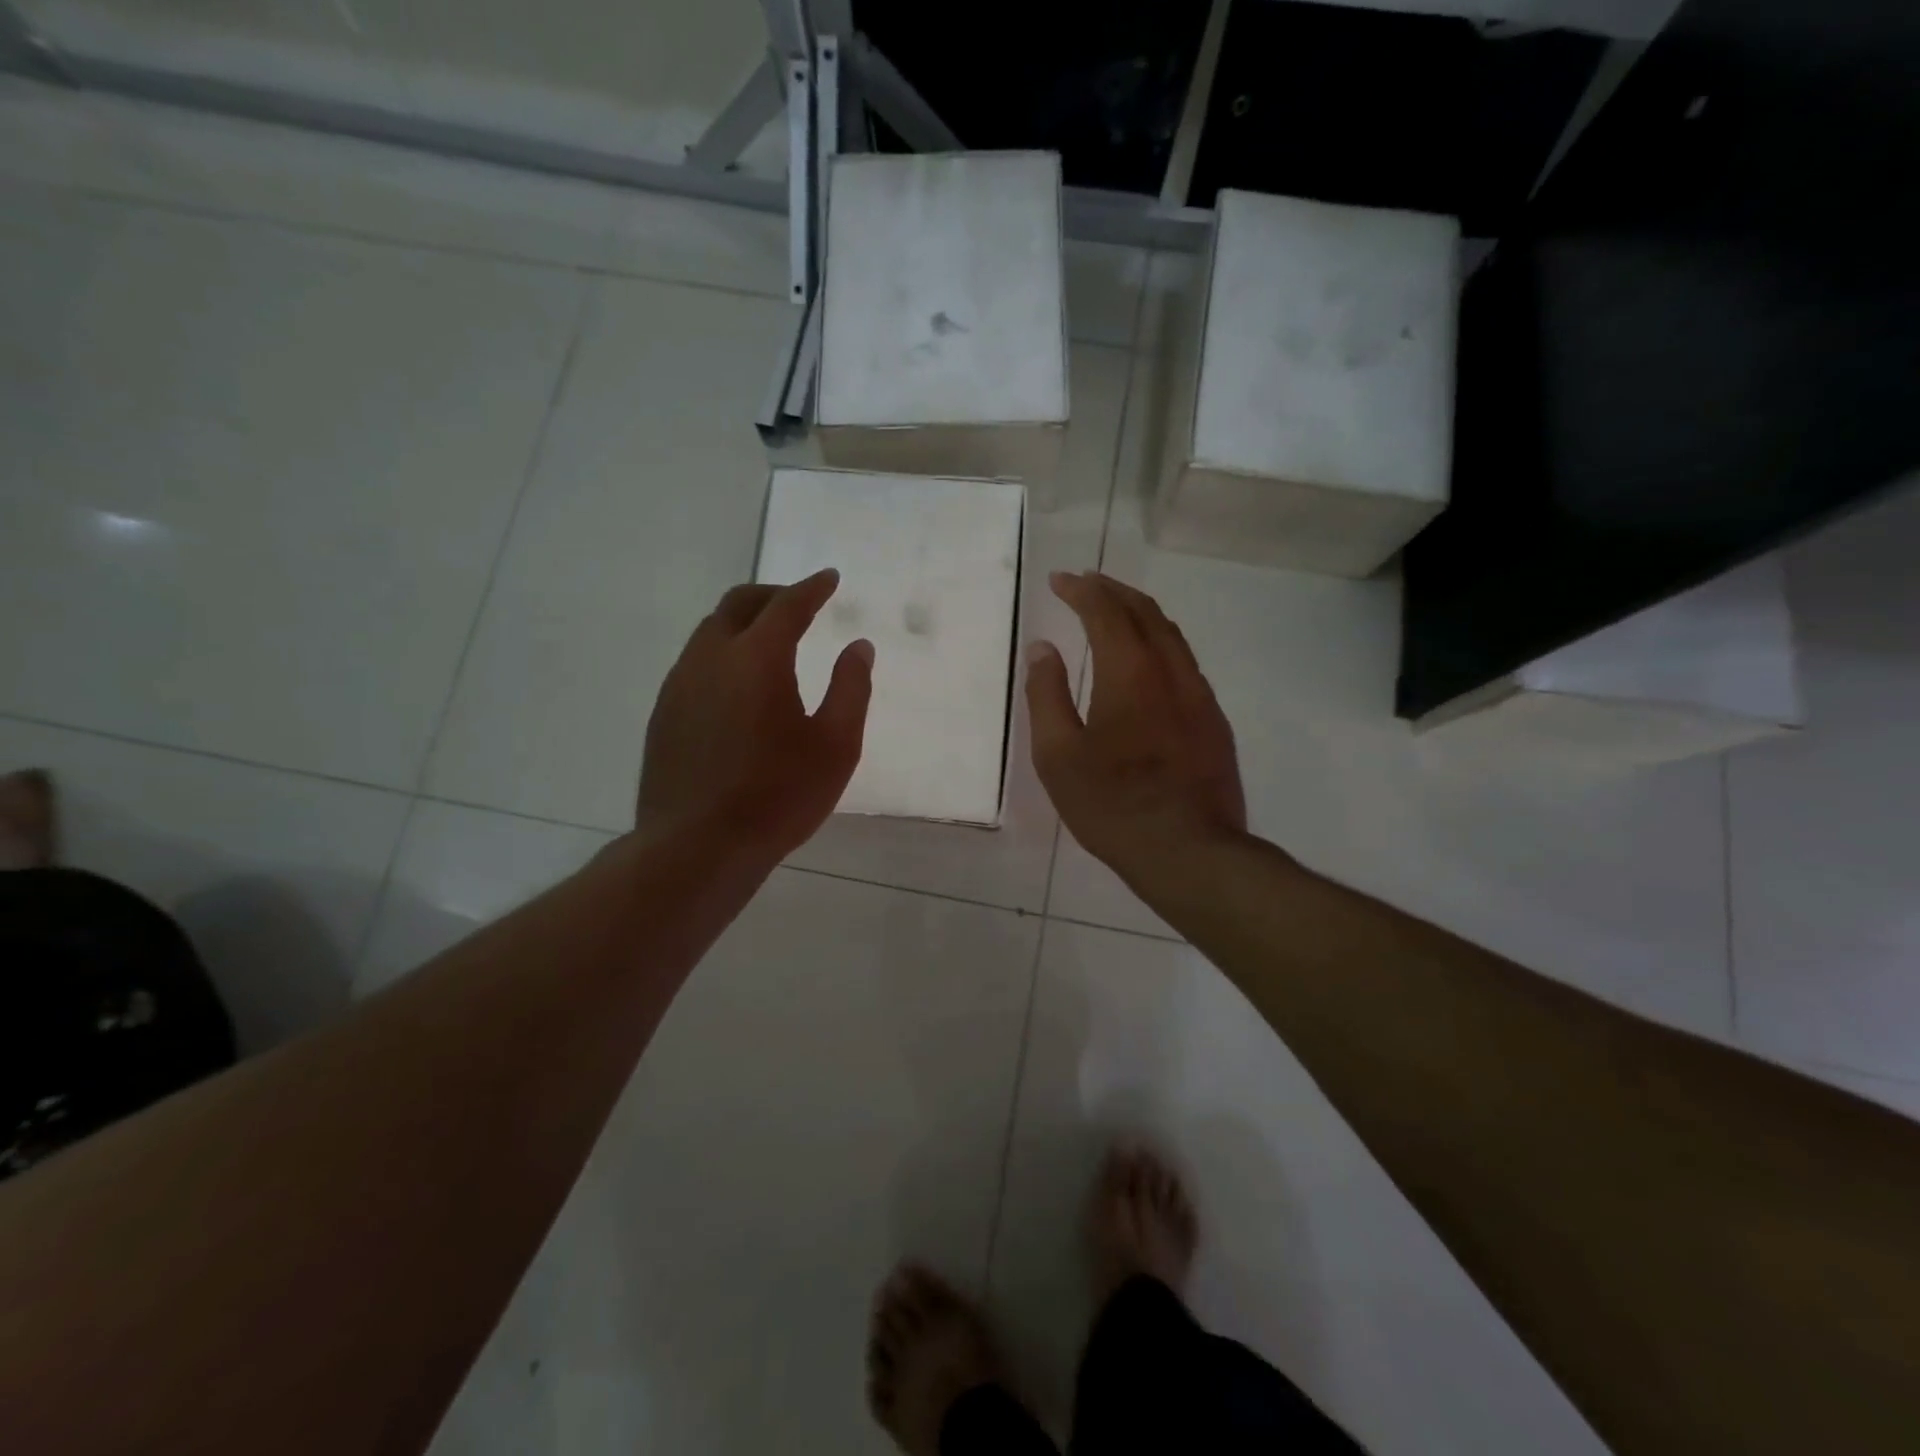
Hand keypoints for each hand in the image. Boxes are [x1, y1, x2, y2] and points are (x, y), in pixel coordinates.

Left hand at [638, 570, 872, 859]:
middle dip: (772, 595)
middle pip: (738, 604)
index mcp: (757, 658)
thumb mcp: (836, 746)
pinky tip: (737, 683)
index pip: (787, 605)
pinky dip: (722, 652)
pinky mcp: (663, 713)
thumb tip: (858, 646)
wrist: (696, 846)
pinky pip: (695, 662)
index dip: (812, 588)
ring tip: (770, 639)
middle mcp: (711, 658)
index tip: (829, 578)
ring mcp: (679, 685)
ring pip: (710, 631)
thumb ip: (851, 688)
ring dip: (742, 622)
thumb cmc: (778, 796)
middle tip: (799, 601)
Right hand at [1026, 571, 1246, 886]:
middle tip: (1087, 582)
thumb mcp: (1058, 756)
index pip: (1106, 612)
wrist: (1190, 852)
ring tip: (1115, 611)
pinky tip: (1148, 662)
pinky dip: (1160, 644)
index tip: (1060, 579)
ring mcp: (1200, 696)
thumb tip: (1043, 649)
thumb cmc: (1112, 805)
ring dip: (1141, 614)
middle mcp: (1172, 672)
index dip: (1082, 590)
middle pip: (1146, 613)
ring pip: (1172, 636)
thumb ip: (1046, 695)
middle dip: (1114, 591)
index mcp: (1130, 673)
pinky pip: (1186, 664)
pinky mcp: (1214, 722)